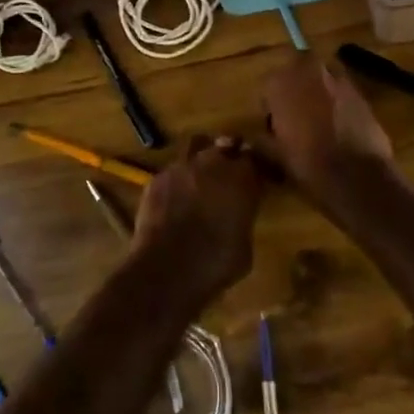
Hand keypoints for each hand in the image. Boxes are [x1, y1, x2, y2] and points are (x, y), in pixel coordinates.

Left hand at [131, 135, 269, 305]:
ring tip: (200, 175)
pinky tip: (175, 196)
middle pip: (225, 144)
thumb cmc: (215, 263)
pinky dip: (177, 179)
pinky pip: (172, 170)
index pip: (254, 159)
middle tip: (229, 172)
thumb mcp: (244, 245)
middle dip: (229, 154)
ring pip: (196, 146)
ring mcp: (182, 166)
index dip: (255, 168)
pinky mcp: (157, 178)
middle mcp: (212, 162)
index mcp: (241, 177)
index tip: (256, 178)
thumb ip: (243, 218)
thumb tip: (238, 215)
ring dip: (201, 157)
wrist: (167, 269)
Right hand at [261, 54, 394, 192]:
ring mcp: (338, 78)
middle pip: (296, 74)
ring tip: (319, 123)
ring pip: (321, 80)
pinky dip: (338, 103)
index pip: (267, 85)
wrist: (358, 175)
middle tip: (296, 120)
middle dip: (295, 91)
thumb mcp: (275, 155)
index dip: (270, 107)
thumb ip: (260, 141)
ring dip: (317, 94)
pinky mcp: (361, 91)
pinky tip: (340, 127)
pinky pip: (342, 92)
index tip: (274, 127)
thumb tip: (250, 140)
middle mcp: (308, 70)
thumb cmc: (308, 163)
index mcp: (281, 82)